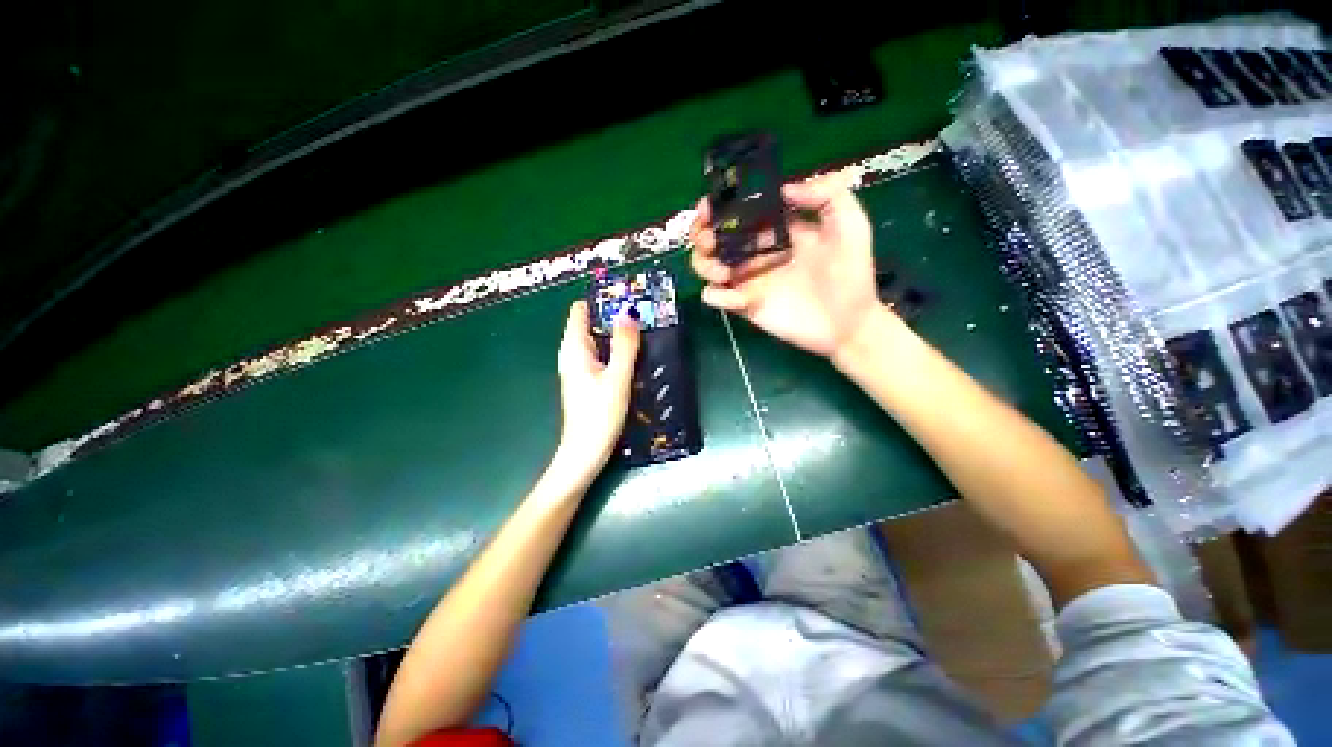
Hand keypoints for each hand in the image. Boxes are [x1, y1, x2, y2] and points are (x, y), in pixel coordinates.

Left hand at [551, 300, 639, 485]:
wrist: (585, 453)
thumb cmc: (599, 415)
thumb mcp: (617, 377)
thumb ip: (624, 345)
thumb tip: (629, 312)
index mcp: (574, 348)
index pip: (580, 310)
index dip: (601, 300)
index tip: (628, 296)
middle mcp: (573, 354)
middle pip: (591, 323)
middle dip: (614, 315)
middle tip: (644, 312)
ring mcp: (579, 368)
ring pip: (598, 340)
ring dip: (617, 334)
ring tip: (644, 329)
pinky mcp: (588, 381)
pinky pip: (601, 355)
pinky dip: (616, 349)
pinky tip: (635, 355)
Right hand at [690, 173, 883, 357]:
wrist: (849, 323)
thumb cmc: (852, 274)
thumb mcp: (851, 225)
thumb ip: (827, 195)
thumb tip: (784, 189)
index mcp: (774, 231)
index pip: (736, 214)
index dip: (717, 208)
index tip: (709, 208)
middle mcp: (755, 252)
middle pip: (712, 239)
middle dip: (701, 234)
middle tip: (709, 239)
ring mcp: (747, 280)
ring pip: (706, 266)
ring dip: (703, 264)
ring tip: (723, 271)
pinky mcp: (744, 305)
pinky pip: (715, 298)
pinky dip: (715, 295)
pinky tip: (737, 297)